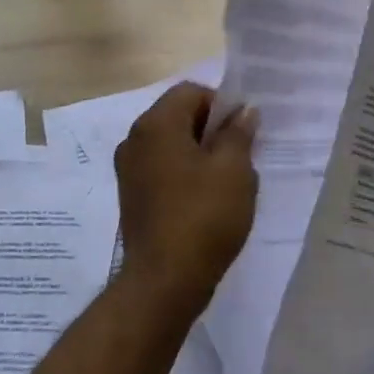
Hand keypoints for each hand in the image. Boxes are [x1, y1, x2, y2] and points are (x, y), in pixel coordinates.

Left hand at [114, 83, 258, 317]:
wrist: (164, 281)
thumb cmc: (203, 217)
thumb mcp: (234, 170)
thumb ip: (239, 133)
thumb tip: (243, 112)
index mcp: (156, 124)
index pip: (192, 92)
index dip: (222, 104)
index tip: (244, 132)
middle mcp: (135, 139)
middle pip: (178, 115)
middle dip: (212, 129)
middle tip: (241, 156)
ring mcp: (129, 169)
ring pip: (171, 144)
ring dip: (200, 153)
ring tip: (227, 181)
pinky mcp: (132, 196)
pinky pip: (162, 168)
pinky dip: (185, 173)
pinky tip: (206, 200)